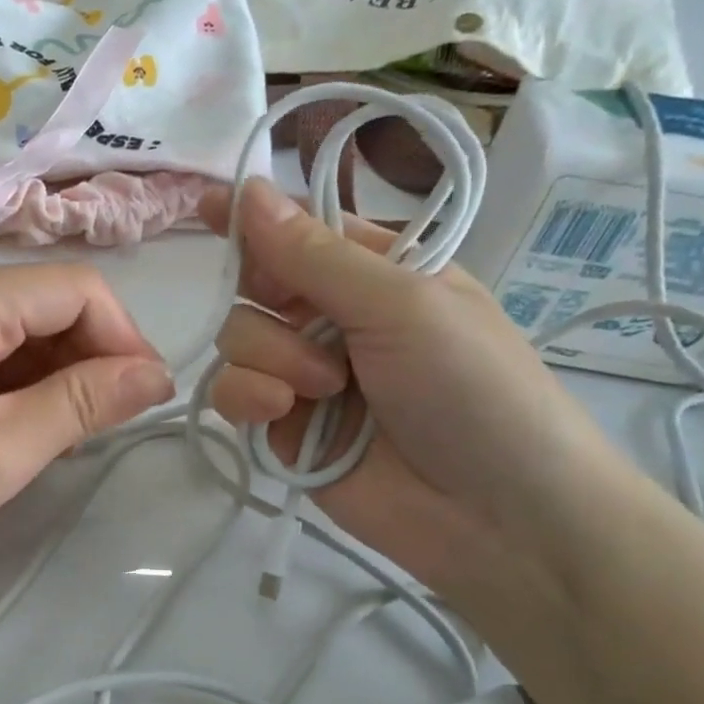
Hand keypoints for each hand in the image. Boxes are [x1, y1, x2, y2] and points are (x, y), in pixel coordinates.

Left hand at [0, 264, 173, 587]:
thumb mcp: (0, 453)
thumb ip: (84, 403)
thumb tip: (157, 375)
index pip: (74, 289)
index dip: (123, 338)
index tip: (145, 400)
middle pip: (45, 302)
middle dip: (88, 358)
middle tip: (102, 428)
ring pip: (17, 327)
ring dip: (54, 374)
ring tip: (59, 437)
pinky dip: (15, 383)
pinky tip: (18, 428)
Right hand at [201, 179, 645, 597]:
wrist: (497, 516)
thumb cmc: (472, 387)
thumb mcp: (403, 303)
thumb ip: (315, 254)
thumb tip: (249, 187)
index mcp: (375, 274)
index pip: (299, 231)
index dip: (255, 221)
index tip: (205, 208)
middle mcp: (335, 319)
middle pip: (255, 287)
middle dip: (272, 307)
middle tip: (313, 335)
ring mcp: (306, 377)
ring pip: (238, 340)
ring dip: (269, 358)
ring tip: (322, 391)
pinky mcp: (284, 430)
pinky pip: (234, 395)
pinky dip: (247, 398)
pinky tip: (279, 414)